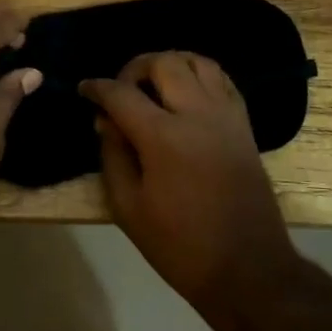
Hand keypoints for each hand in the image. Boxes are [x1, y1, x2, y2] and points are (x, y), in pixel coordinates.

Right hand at [81, 52, 297, 304]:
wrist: (247, 268)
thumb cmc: (179, 246)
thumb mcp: (128, 207)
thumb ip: (113, 155)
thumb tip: (105, 120)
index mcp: (163, 137)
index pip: (121, 93)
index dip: (97, 88)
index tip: (84, 89)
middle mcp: (197, 114)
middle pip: (164, 63)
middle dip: (134, 68)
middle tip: (120, 90)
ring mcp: (226, 117)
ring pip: (198, 62)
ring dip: (170, 64)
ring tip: (153, 86)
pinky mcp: (244, 126)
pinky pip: (222, 81)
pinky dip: (199, 76)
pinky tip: (185, 95)